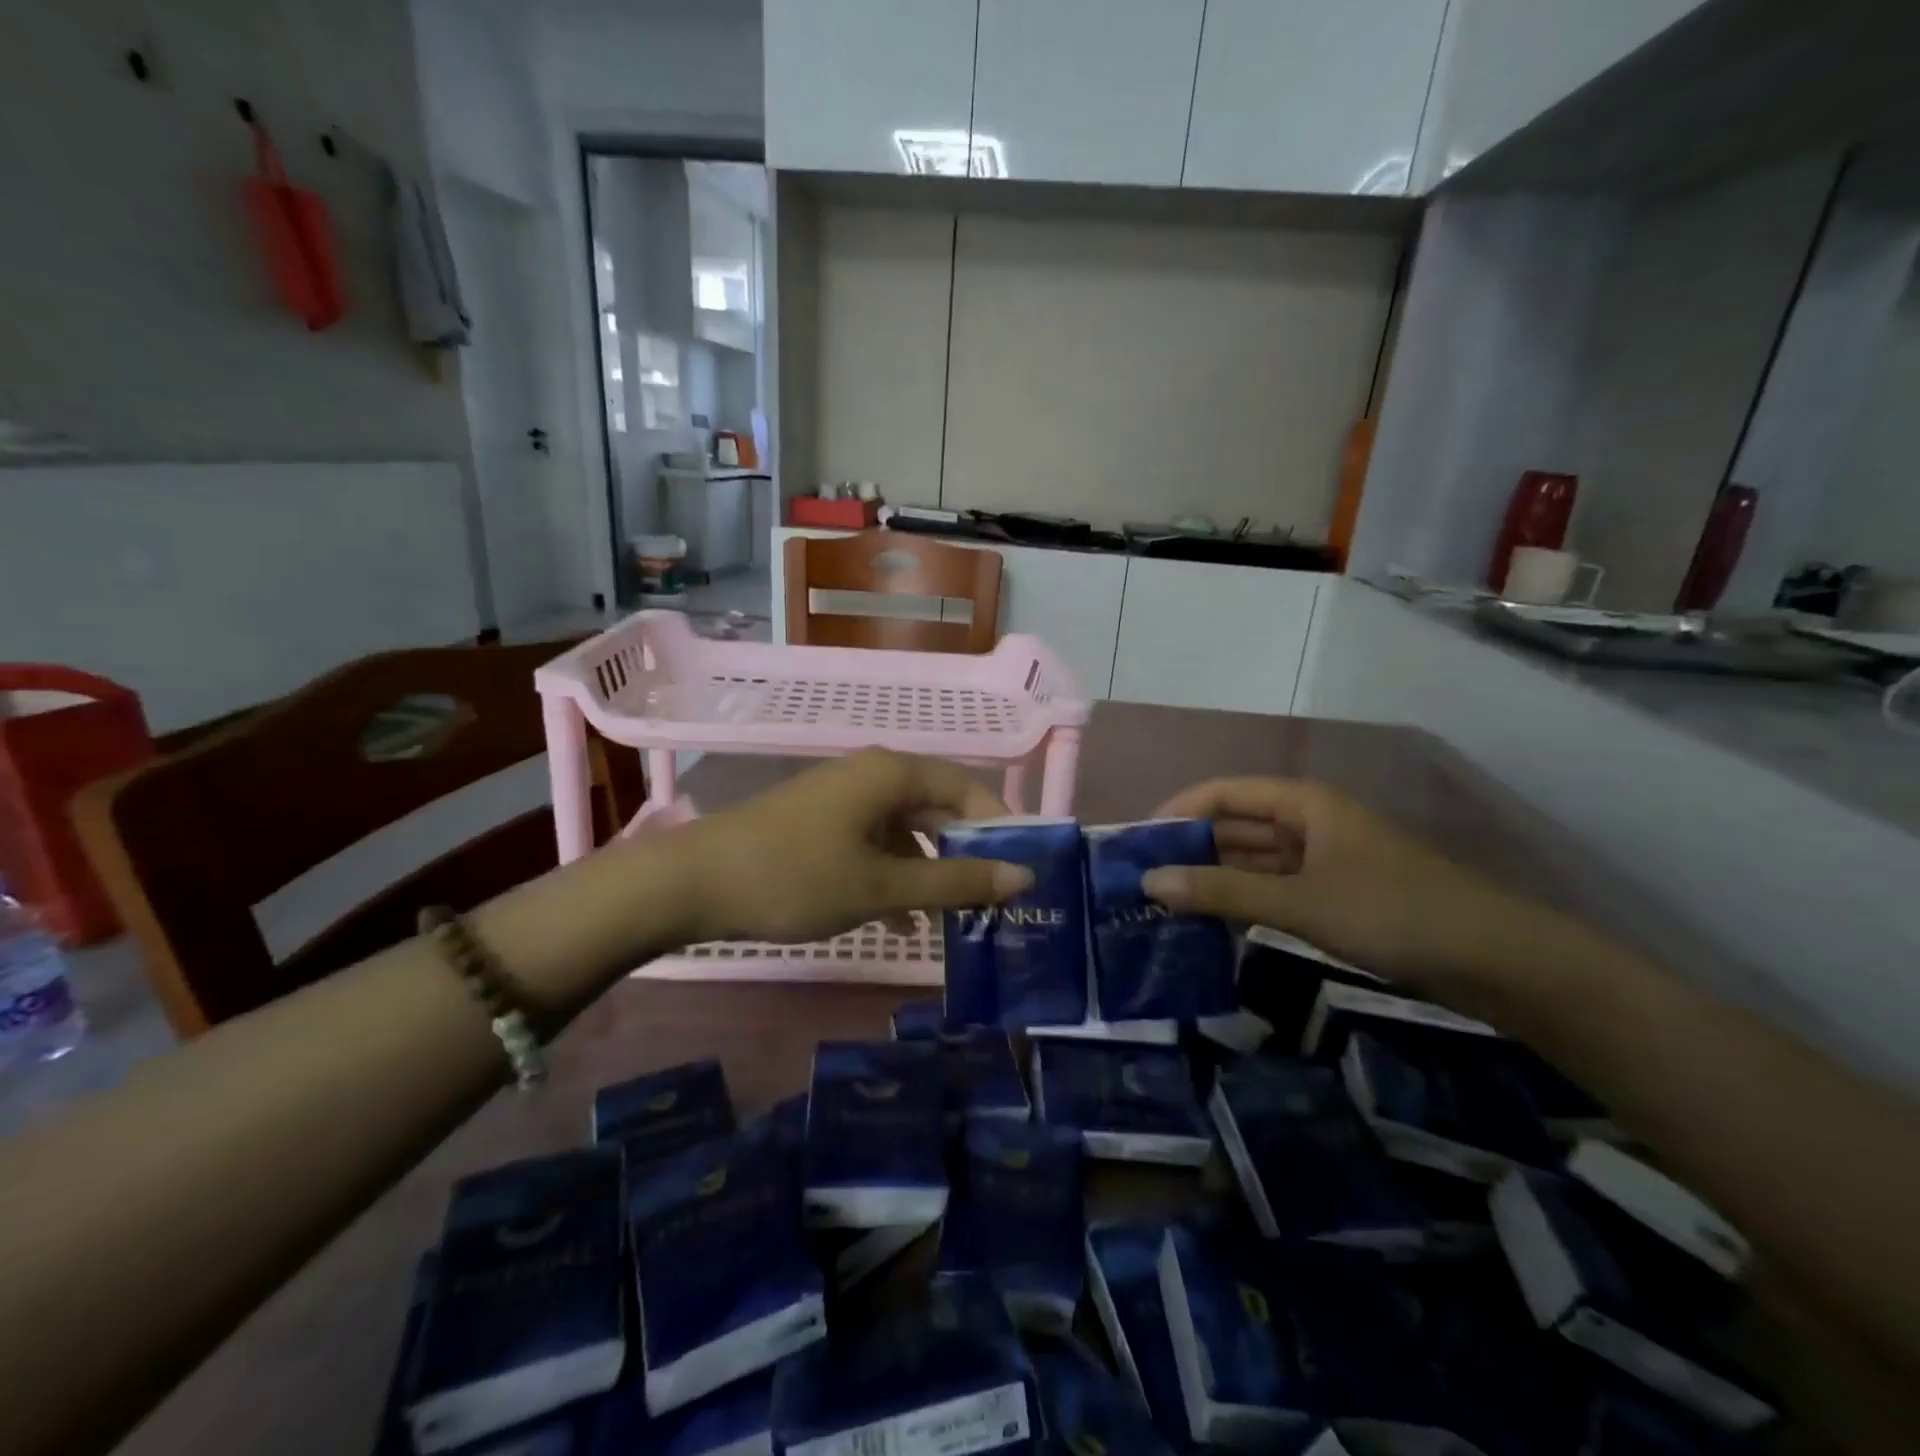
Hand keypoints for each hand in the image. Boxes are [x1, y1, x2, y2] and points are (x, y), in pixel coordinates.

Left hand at [672, 750, 1033, 944]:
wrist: (692, 884)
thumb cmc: (795, 876)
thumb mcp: (882, 886)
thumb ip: (954, 883)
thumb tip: (1022, 878)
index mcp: (892, 773)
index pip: (968, 789)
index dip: (1000, 828)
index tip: (1021, 873)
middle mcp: (872, 776)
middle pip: (939, 809)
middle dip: (967, 856)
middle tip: (995, 902)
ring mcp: (844, 801)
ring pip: (908, 832)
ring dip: (931, 873)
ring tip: (955, 921)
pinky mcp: (822, 826)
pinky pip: (876, 845)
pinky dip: (896, 877)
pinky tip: (904, 921)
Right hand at [1141, 776, 1562, 1002]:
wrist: (1500, 962)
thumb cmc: (1394, 912)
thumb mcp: (1300, 902)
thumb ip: (1223, 892)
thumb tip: (1150, 882)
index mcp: (1303, 803)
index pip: (1222, 793)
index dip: (1176, 813)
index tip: (1135, 845)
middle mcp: (1309, 823)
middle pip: (1235, 825)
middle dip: (1190, 848)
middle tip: (1141, 882)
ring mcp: (1325, 861)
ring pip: (1254, 861)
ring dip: (1215, 878)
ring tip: (1166, 904)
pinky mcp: (1337, 897)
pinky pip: (1275, 889)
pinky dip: (1244, 902)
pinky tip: (1214, 924)